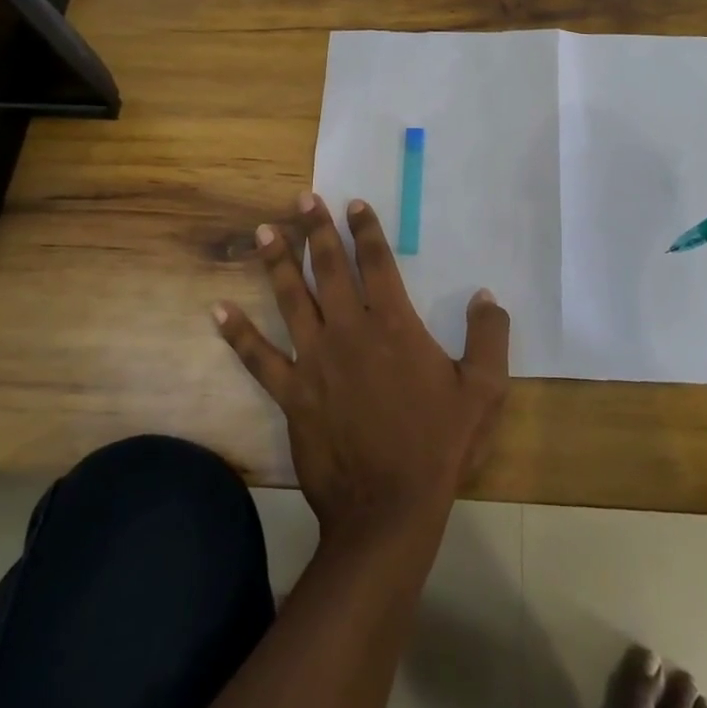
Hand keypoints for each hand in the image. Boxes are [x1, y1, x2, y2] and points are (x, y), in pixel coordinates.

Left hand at [216, 193, 509, 543]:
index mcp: (394, 325)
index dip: (365, 229)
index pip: (377, 262)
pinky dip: (238, 333)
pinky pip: (259, 358)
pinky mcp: (291, 393)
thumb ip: (489, 337)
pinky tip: (218, 310)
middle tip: (302, 199)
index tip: (354, 204)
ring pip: (292, 300)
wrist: (388, 508)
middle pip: (330, 269)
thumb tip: (486, 296)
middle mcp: (349, 331)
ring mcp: (315, 360)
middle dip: (316, 230)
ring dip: (277, 263)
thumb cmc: (438, 445)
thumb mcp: (484, 390)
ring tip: (263, 231)